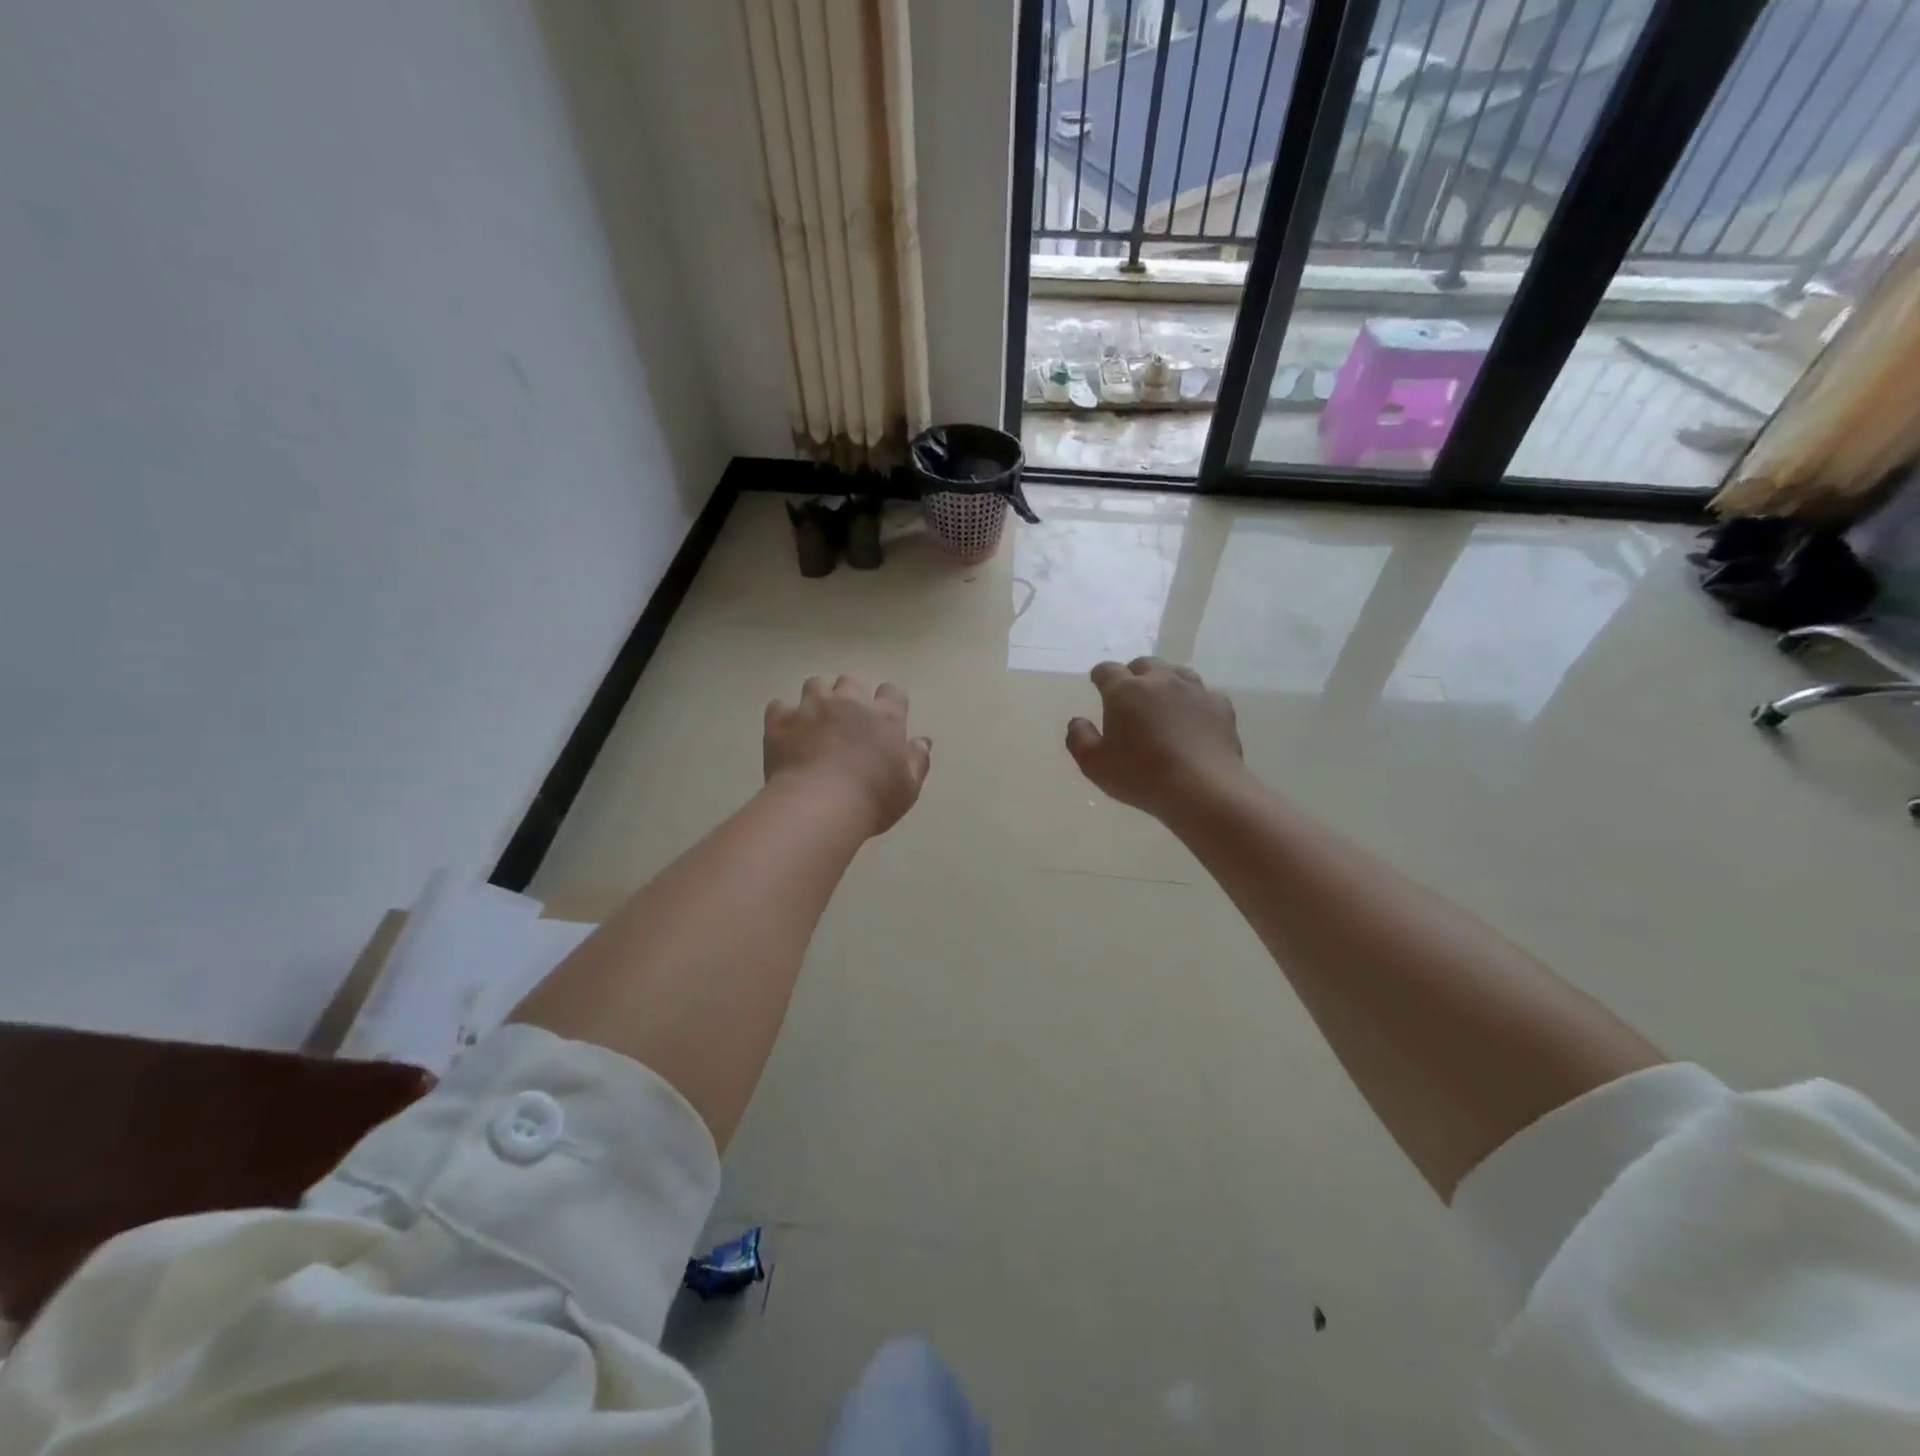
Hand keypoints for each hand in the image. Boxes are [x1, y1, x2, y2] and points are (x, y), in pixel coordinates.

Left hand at [764, 675, 932, 835]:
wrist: (818, 807)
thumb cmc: (872, 800)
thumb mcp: (908, 788)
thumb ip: (917, 760)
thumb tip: (922, 741)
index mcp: (885, 717)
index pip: (892, 692)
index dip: (889, 702)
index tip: (885, 719)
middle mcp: (849, 702)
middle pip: (851, 681)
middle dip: (851, 695)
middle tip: (848, 719)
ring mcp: (811, 708)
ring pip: (816, 684)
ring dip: (818, 697)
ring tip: (816, 718)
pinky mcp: (780, 721)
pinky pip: (779, 706)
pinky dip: (784, 716)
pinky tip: (786, 731)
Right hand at [1066, 657, 1245, 819]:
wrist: (1202, 788)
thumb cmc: (1140, 776)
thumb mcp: (1094, 764)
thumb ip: (1079, 738)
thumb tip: (1077, 721)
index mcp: (1125, 691)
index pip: (1107, 670)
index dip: (1100, 676)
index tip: (1098, 684)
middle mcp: (1160, 681)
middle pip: (1144, 664)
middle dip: (1134, 674)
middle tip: (1130, 696)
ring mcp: (1194, 690)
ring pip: (1177, 672)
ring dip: (1166, 682)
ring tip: (1162, 702)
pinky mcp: (1220, 706)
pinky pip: (1204, 694)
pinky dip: (1195, 702)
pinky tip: (1193, 719)